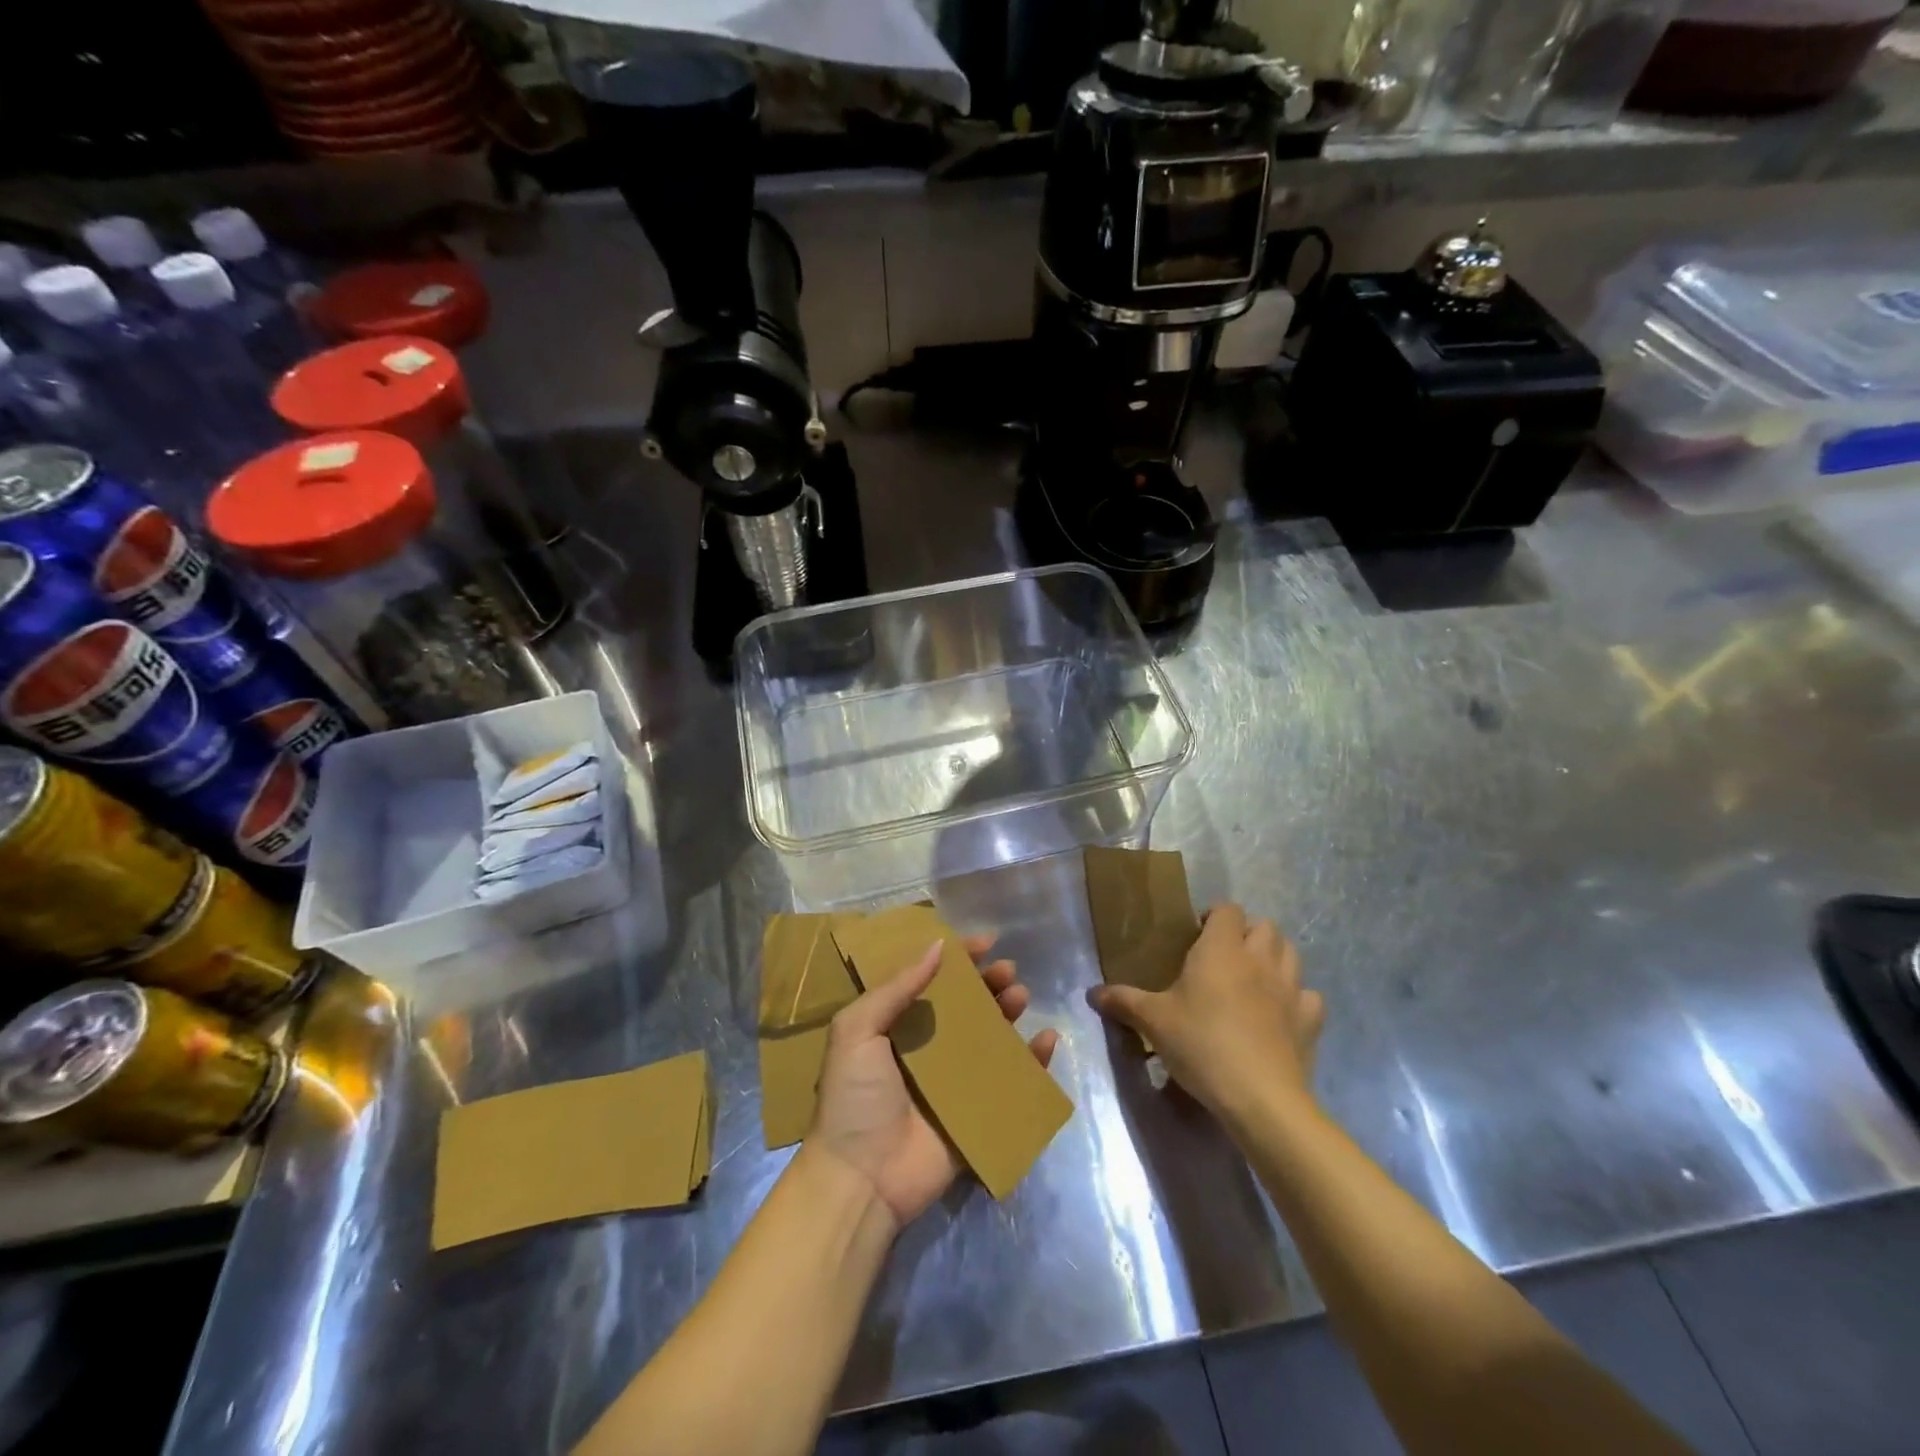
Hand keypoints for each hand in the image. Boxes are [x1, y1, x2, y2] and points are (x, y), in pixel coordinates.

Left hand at [809, 936, 1058, 1228]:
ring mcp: (955, 1083)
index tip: (985, 942)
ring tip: (1020, 997)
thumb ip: (896, 988)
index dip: (958, 959)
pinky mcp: (977, 1115)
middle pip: (967, 1007)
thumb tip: (938, 946)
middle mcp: (928, 1050)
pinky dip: (1033, 1062)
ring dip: (1009, 1013)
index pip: (933, 982)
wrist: (861, 1179)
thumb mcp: (857, 1030)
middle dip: (989, 984)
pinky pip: (1012, 1083)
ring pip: (991, 1038)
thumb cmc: (854, 1097)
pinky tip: (1046, 1040)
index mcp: (897, 1028)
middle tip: (1007, 971)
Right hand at [1088, 902, 1324, 1125]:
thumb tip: (1092, 993)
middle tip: (1224, 956)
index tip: (1196, 935)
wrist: (1259, 1098)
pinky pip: (1308, 996)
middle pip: (1265, 926)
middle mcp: (1260, 959)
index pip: (1227, 909)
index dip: (1214, 916)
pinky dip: (1296, 998)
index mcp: (1221, 949)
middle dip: (1247, 933)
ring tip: (1253, 978)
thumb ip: (1123, 1001)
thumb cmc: (1201, 1045)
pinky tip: (1280, 1014)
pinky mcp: (1310, 1020)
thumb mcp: (1153, 1022)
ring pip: (1291, 953)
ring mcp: (1291, 988)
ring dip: (1275, 957)